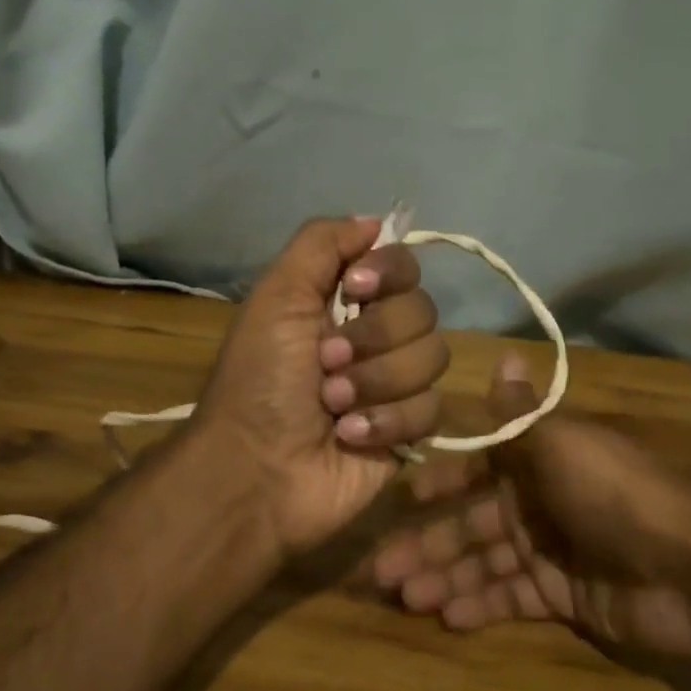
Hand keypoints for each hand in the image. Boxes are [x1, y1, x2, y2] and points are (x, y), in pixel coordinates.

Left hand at [195, 215, 448, 556]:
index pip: (403, 264)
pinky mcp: (410, 430)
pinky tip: (349, 435)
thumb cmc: (260, 380)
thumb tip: (374, 221)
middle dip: (373, 338)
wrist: (257, 469)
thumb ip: (321, 244)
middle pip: (424, 310)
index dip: (389, 273)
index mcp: (345, 300)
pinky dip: (385, 421)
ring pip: (433, 358)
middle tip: (325, 363)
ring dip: (376, 381)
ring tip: (333, 405)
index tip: (354, 289)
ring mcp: (396, 384)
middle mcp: (376, 336)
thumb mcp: (277, 296)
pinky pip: (431, 408)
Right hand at [369, 356, 690, 658]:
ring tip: (405, 598)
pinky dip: (479, 606)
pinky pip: (510, 598)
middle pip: (472, 522)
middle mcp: (539, 501)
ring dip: (444, 578)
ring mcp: (550, 551)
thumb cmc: (617, 495)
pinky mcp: (562, 596)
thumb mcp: (562, 444)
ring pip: (483, 563)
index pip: (477, 466)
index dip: (440, 481)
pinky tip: (446, 617)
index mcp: (540, 460)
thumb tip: (503, 354)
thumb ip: (521, 413)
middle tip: (380, 570)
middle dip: (428, 543)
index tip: (400, 499)